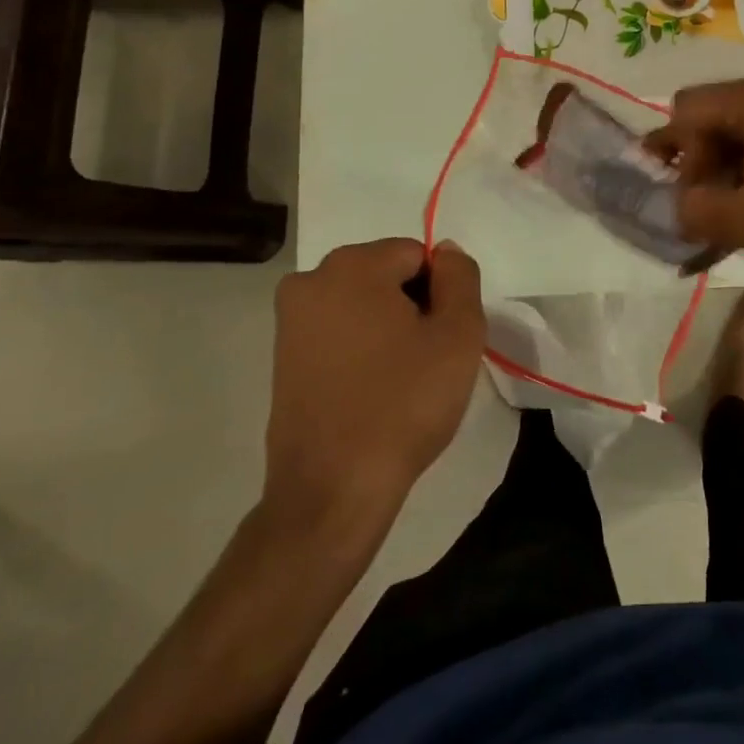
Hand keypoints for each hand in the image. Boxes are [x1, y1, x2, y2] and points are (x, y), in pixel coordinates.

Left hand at [264, 239, 484, 525]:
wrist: (332, 491)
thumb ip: (460, 277)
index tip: (441, 338)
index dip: (440, 293)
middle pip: (387, 274)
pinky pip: (338, 330)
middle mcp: (311, 279)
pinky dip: (360, 347)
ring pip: (363, 302)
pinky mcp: (282, 355)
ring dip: (387, 326)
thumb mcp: (458, 334)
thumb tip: (445, 251)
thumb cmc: (403, 404)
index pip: (418, 255)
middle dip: (412, 305)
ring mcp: (290, 319)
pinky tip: (371, 389)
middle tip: (426, 359)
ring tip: (399, 377)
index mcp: (353, 265)